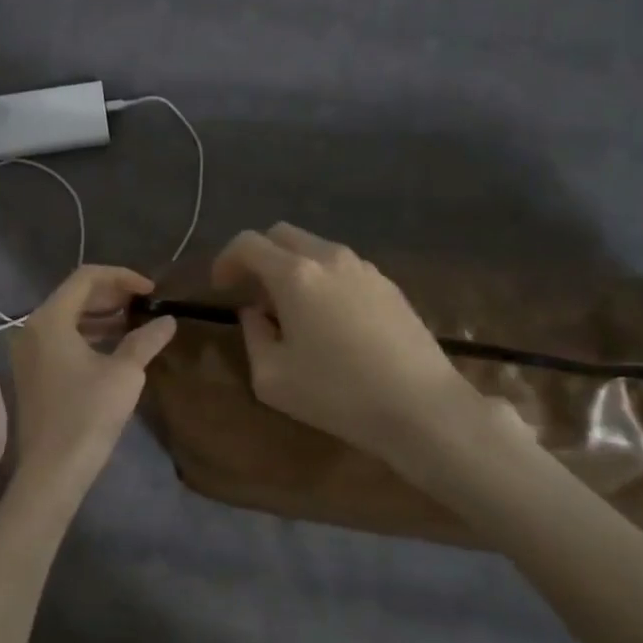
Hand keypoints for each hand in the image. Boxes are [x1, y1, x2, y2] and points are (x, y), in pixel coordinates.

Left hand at [2, 266, 177, 519]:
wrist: (52, 471)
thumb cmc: (88, 415)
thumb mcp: (125, 374)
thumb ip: (145, 340)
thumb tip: (168, 321)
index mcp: (50, 319)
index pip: (86, 277)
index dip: (122, 277)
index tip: (152, 291)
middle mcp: (32, 328)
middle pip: (75, 295)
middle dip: (112, 294)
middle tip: (146, 303)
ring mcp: (28, 351)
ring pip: (68, 317)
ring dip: (102, 315)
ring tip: (136, 322)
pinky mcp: (32, 372)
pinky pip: (61, 338)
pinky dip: (88, 334)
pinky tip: (115, 346)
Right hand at [212, 224, 487, 469]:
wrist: (421, 407)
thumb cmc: (337, 395)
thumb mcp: (271, 377)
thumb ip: (253, 335)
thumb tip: (255, 313)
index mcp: (295, 275)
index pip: (247, 244)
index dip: (226, 260)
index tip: (220, 288)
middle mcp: (329, 258)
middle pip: (282, 234)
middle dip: (259, 256)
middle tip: (253, 292)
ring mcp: (364, 268)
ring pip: (315, 248)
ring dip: (293, 267)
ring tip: (292, 310)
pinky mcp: (389, 285)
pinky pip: (343, 267)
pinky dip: (323, 279)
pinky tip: (329, 320)